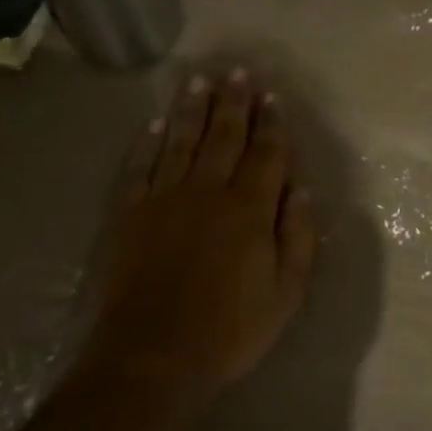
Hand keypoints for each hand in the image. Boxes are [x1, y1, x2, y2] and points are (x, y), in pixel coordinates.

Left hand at [82, 70, 317, 407]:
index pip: (265, 154)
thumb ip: (298, 238)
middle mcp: (208, 192)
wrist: (152, 358)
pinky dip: (148, 143)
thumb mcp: (286, 294)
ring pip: (181, 141)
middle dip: (234, 102)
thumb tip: (303, 190)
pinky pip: (140, 168)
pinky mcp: (128, 214)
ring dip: (192, 109)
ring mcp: (164, 199)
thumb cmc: (229, 331)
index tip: (272, 95)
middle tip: (238, 72)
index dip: (271, 123)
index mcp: (249, 209)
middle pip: (224, 137)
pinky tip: (155, 124)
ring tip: (199, 80)